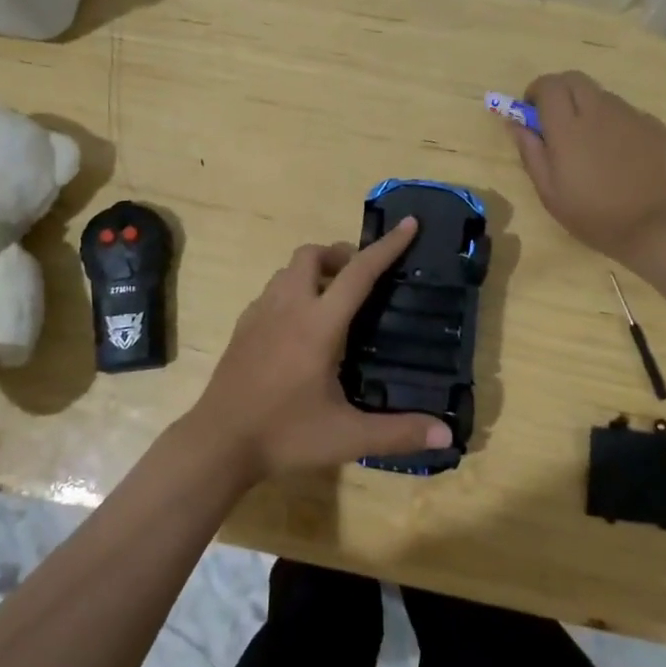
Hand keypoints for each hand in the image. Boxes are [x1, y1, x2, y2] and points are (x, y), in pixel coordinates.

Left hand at [184, 219, 451, 481]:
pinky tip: (299, 325)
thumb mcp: (347, 437)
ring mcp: (260, 313)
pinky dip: (292, 290)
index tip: (409, 224)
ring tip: (333, 301)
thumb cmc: (285, 434)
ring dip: (314, 271)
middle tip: (361, 280)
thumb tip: (447, 434)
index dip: (387, 247)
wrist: (218, 442)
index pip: (359, 272)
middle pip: (313, 254)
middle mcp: (288, 307)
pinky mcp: (243, 326)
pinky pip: (272, 290)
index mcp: (318, 324)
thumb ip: (398, 433)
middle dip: (341, 255)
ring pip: (289, 269)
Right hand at [510, 71, 665, 265]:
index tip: (533, 113)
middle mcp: (600, 112)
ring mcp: (632, 117)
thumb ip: (531, 152)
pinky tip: (623, 159)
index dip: (537, 92)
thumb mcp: (550, 193)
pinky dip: (617, 127)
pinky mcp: (657, 127)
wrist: (659, 227)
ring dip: (590, 110)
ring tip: (594, 147)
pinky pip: (629, 116)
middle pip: (575, 79)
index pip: (549, 85)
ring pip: (603, 97)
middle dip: (561, 92)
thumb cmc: (595, 216)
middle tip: (558, 122)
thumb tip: (516, 124)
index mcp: (568, 127)